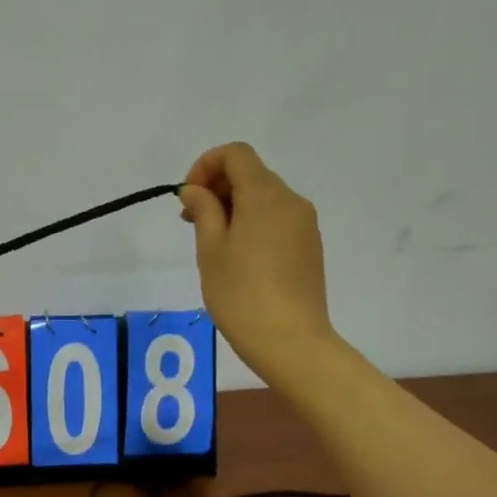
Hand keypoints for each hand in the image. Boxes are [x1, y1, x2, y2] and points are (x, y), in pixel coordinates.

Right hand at [178, 143, 337, 383]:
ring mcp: (304, 224)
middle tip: (190, 221)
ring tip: (210, 242)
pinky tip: (236, 256)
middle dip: (217, 187)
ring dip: (233, 206)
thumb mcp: (211, 249)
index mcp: (265, 196)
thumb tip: (196, 190)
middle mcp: (291, 201)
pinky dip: (252, 222)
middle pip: (251, 173)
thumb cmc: (241, 294)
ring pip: (264, 197)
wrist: (290, 341)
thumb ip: (204, 211)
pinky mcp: (309, 246)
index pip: (236, 154)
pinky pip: (276, 219)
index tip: (188, 197)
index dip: (206, 165)